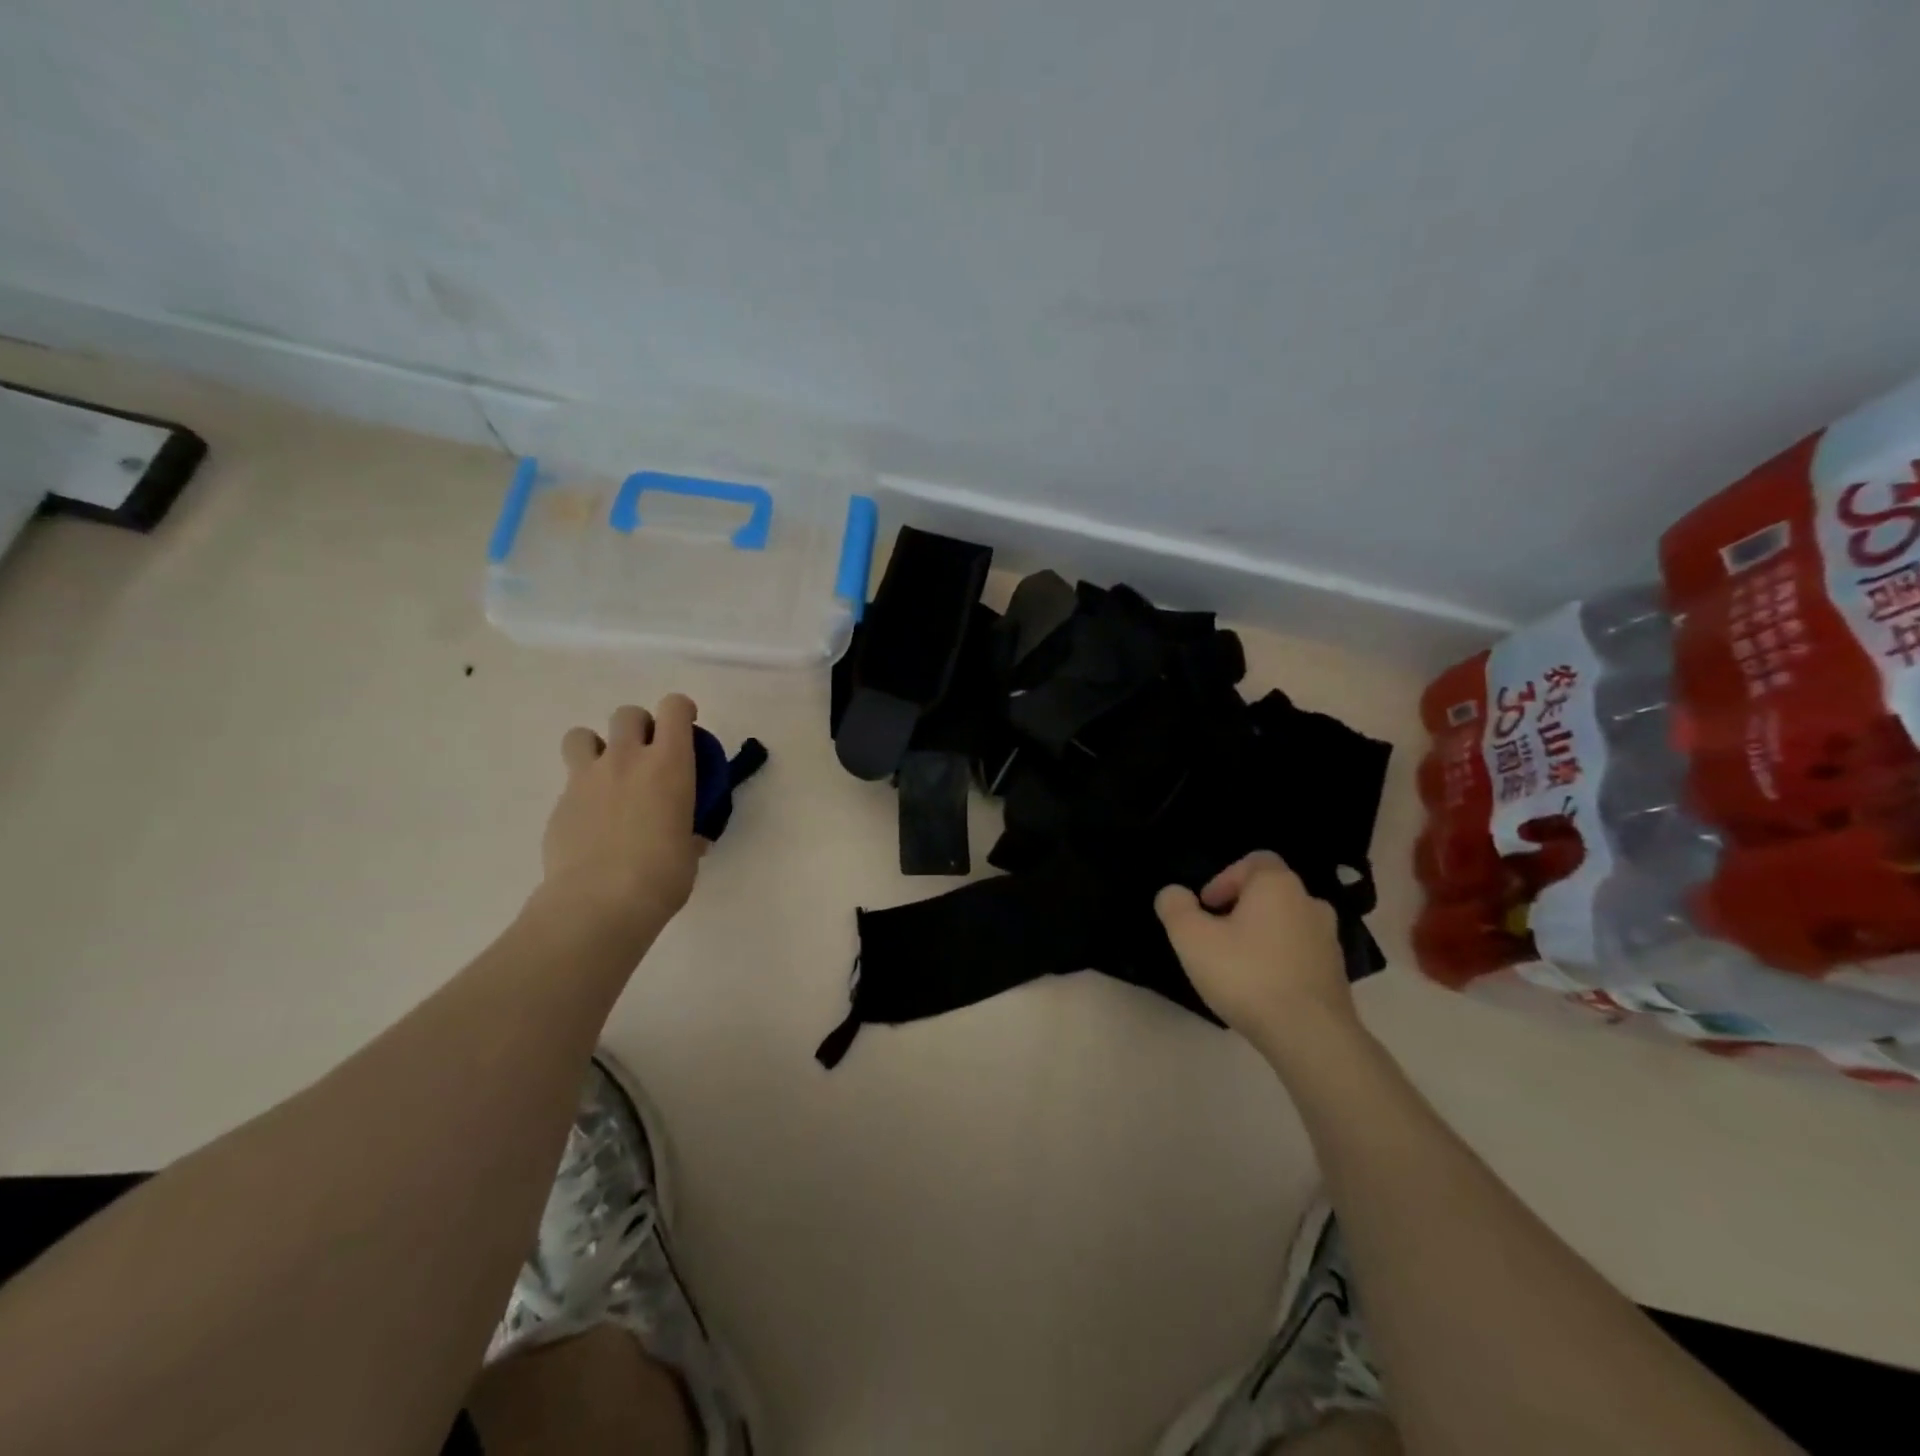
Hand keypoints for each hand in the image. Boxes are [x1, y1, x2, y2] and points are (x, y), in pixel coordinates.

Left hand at [536, 696, 702, 942]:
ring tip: (608, 776)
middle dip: (640, 727)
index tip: (687, 727)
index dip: (682, 710)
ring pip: (582, 735)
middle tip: (648, 756)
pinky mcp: (560, 804)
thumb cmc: (662, 875)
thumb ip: (688, 833)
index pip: (674, 708)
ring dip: (598, 747)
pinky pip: (570, 783)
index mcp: (669, 764)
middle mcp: (626, 760)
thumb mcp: (690, 850)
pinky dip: (583, 792)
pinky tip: (593, 823)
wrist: (599, 903)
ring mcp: (586, 779)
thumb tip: (689, 839)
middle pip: (628, 714)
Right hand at [1155, 851, 1356, 1051]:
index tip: (1207, 908)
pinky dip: (1280, 960)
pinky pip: (1300, 953)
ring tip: (1237, 965)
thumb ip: (1175, 907)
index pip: (1254, 860)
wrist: (1310, 1036)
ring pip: (1286, 923)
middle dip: (1240, 909)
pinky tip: (1262, 988)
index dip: (1224, 879)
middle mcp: (1309, 902)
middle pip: (1269, 892)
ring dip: (1261, 935)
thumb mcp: (1191, 938)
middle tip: (1215, 937)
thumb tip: (1174, 893)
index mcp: (1277, 885)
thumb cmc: (1246, 975)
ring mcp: (1329, 939)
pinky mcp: (1337, 973)